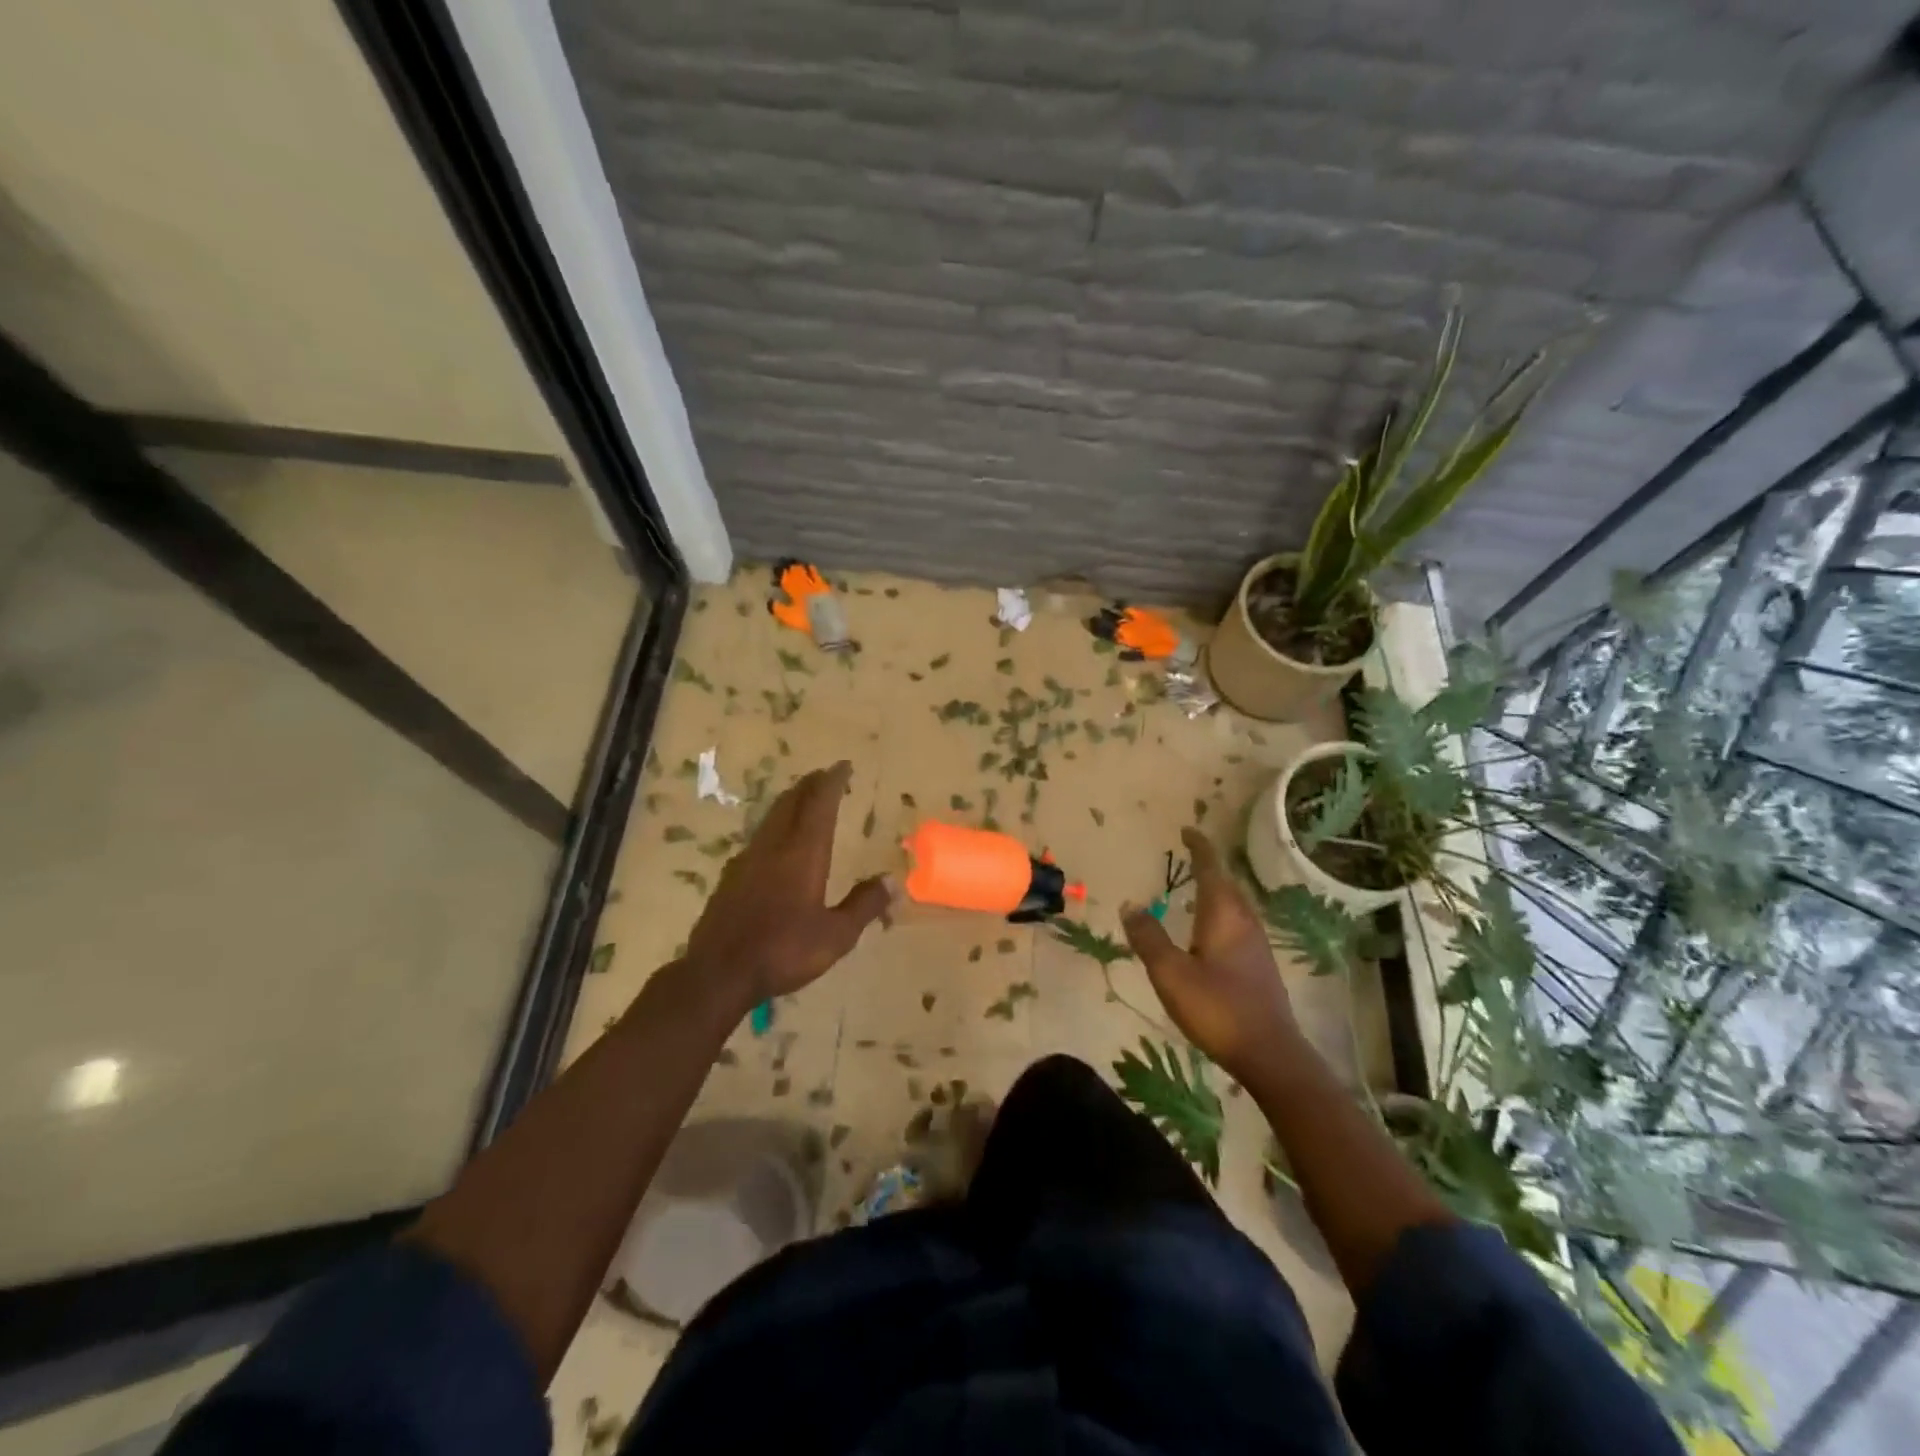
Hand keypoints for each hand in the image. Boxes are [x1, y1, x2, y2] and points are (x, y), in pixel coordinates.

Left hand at [682, 761, 892, 1009]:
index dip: (832, 781)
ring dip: (790, 802)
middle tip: (825, 776)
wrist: (718, 972)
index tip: (843, 766)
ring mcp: (747, 859)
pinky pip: (758, 837)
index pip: (819, 804)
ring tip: (804, 800)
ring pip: (771, 817)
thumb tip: (893, 880)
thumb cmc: (783, 951)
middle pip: (791, 802)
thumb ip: (864, 905)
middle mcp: (774, 847)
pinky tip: (775, 842)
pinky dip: (774, 826)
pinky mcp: (730, 876)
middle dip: (810, 785)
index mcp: (803, 854)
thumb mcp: (836, 936)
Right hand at [1121, 828, 1300, 1089]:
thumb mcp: (1171, 974)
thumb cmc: (1217, 1008)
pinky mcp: (1259, 965)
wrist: (1270, 1054)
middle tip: (1188, 855)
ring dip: (1216, 889)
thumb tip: (1129, 904)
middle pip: (1226, 883)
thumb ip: (1149, 937)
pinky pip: (1237, 923)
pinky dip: (1220, 912)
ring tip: (1196, 887)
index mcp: (1224, 915)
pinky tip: (1209, 930)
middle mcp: (1244, 921)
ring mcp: (1256, 944)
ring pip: (1234, 904)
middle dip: (1208, 866)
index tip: (1186, 830)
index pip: (1211, 869)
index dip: (1199, 848)